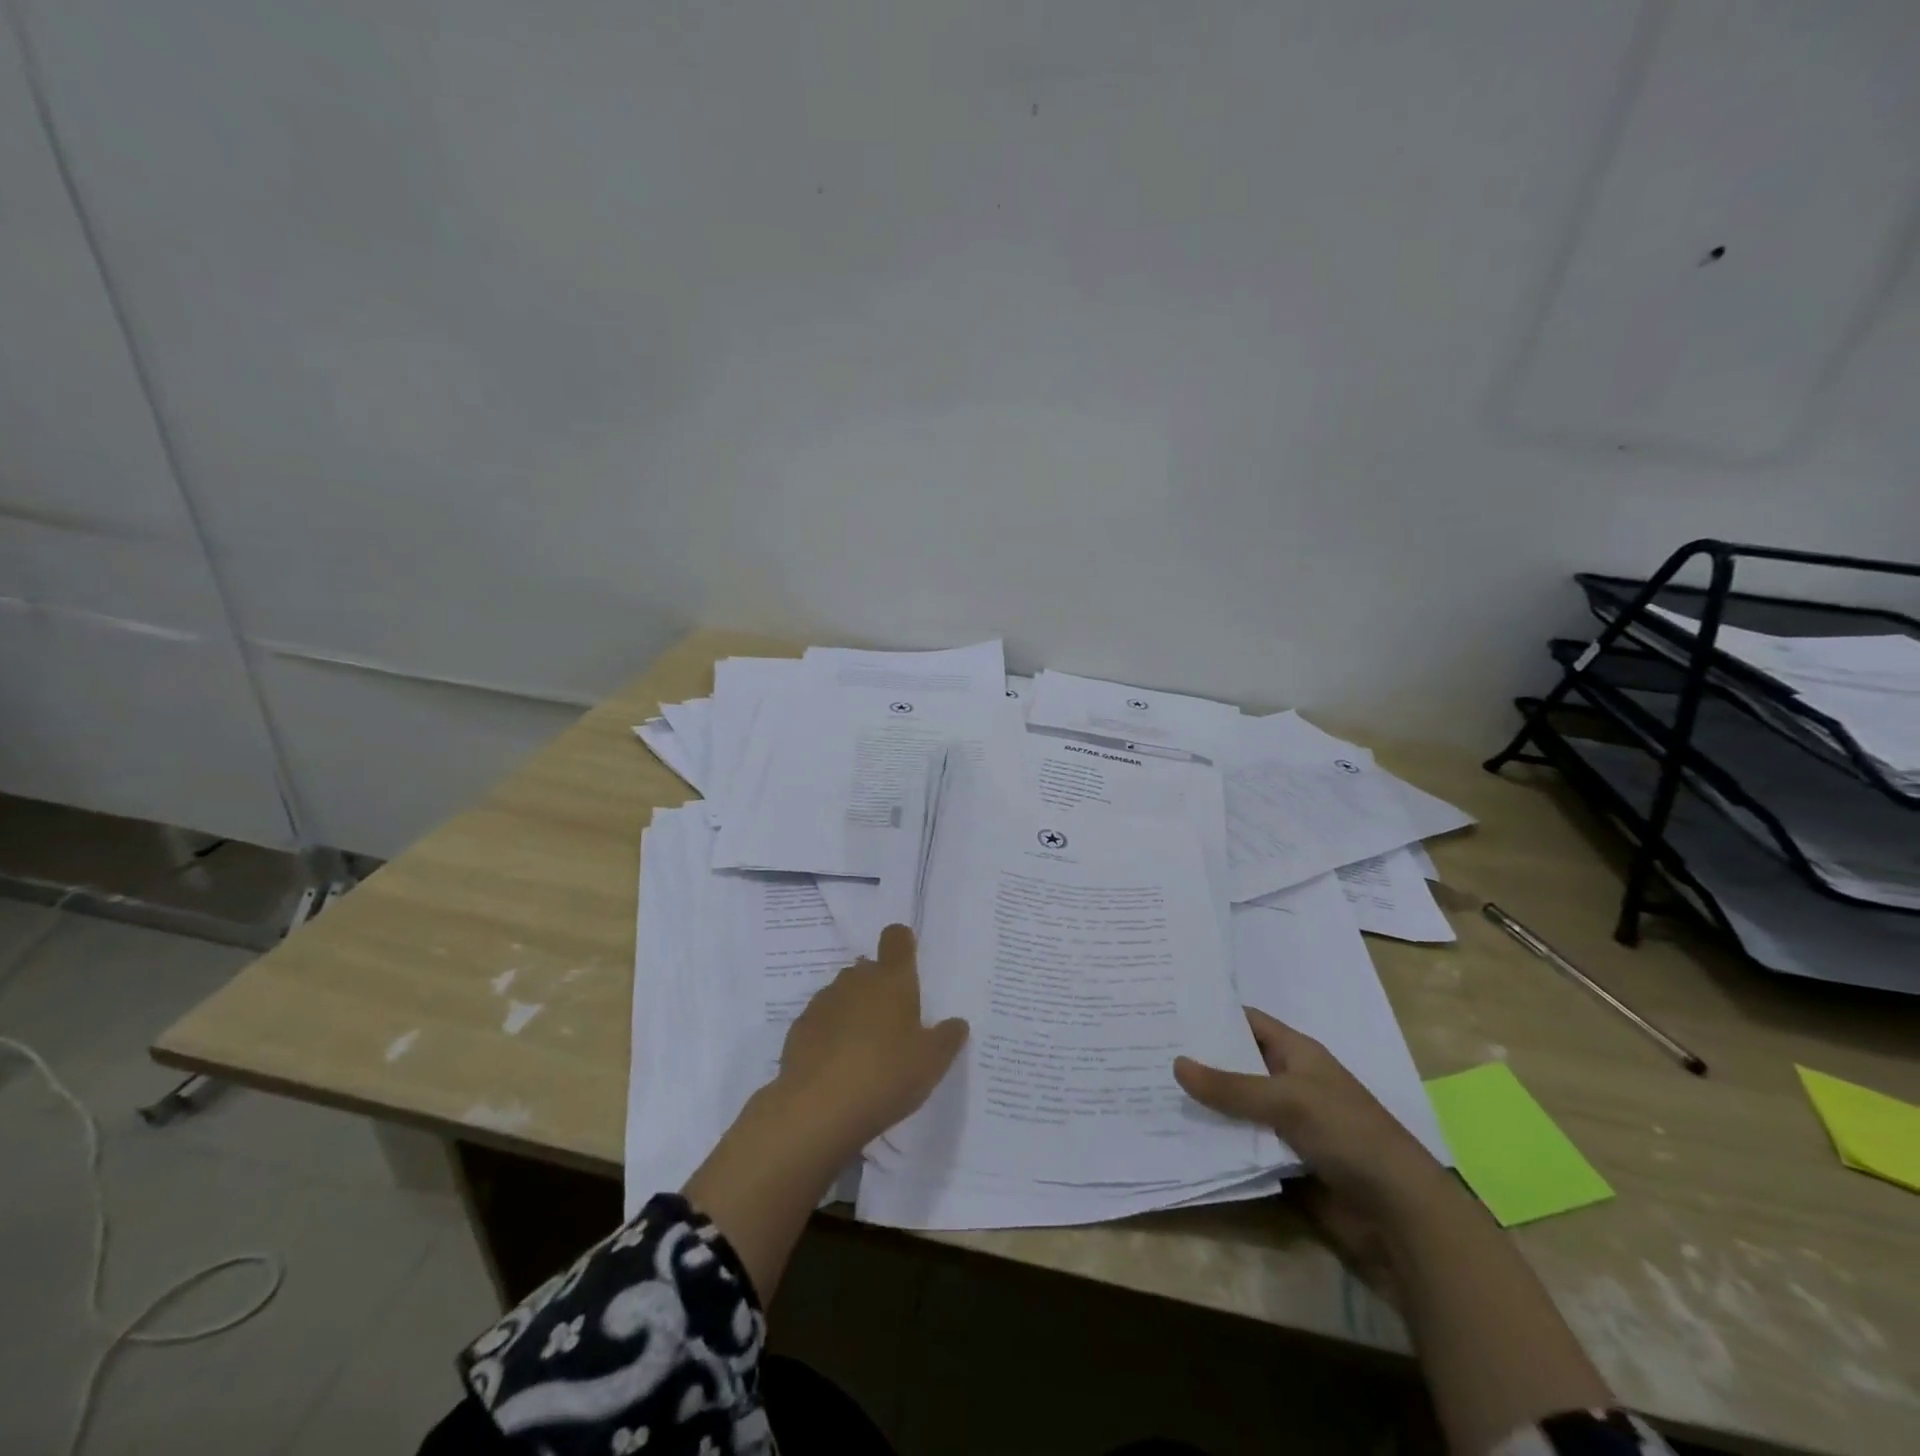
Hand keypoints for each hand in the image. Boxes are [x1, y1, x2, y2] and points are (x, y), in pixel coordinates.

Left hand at [773, 924, 968, 1154]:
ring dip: (854, 1010)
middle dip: (880, 988)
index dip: (903, 945)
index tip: (909, 966)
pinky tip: (837, 1066)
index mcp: (892, 979)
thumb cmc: (885, 1075)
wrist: (817, 1109)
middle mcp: (856, 980)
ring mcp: (824, 1001)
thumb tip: (957, 1023)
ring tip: (865, 1050)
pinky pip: (822, 1020)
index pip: (896, 938)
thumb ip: (947, 1038)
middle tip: (894, 1024)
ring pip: (844, 994)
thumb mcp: (931, 1063)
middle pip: (869, 969)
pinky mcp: (800, 1027)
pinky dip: (830, 1033)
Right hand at [1174, 1008, 1454, 1304]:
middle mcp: (1288, 1082)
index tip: (1166, 1009)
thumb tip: (1176, 1064)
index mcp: (1297, 1054)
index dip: (1211, 1014)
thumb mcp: (1287, 1100)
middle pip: (1236, 1064)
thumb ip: (1231, 1086)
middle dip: (1198, 1060)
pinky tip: (1177, 1134)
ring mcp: (1285, 1123)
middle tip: (1145, 1049)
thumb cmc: (1348, 1135)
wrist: (1398, 1215)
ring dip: (1203, 1103)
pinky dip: (1216, 1140)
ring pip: (1234, 1106)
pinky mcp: (1282, 1161)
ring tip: (1149, 1088)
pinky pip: (1241, 1143)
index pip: (1247, 1022)